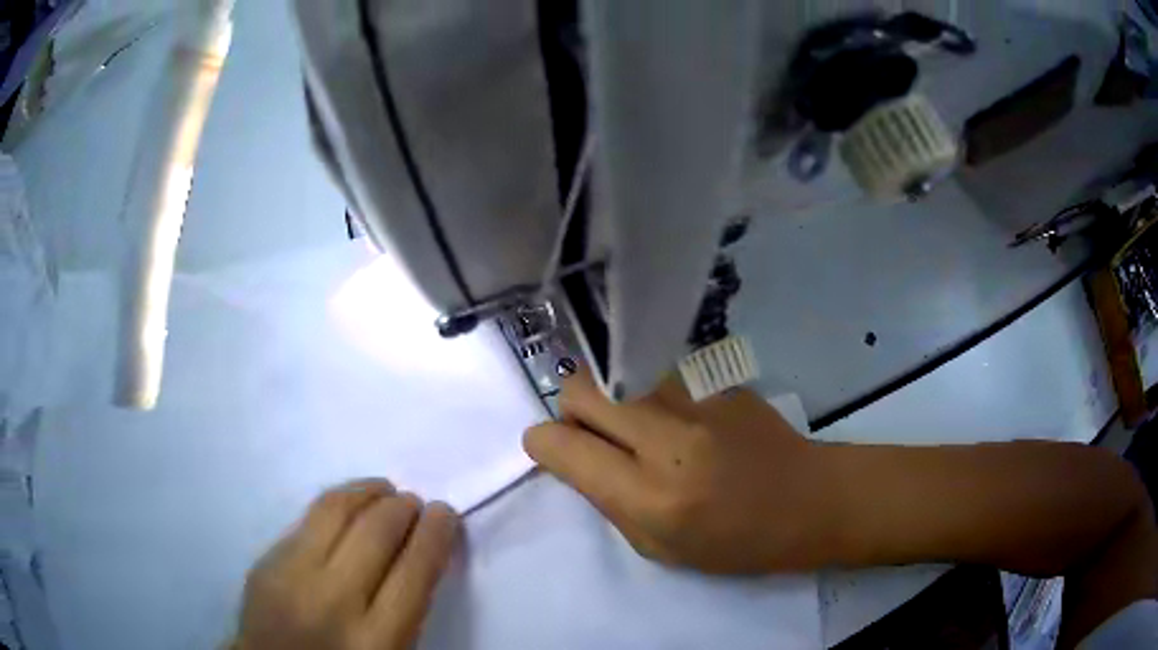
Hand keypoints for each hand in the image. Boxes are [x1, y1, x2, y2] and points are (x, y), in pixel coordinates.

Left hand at [234, 480, 459, 649]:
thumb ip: (405, 608)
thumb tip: (419, 549)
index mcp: (377, 641)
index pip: (415, 571)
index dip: (436, 534)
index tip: (445, 514)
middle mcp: (333, 603)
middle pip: (376, 533)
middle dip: (404, 507)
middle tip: (415, 503)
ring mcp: (291, 577)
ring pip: (335, 511)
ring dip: (368, 492)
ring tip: (383, 491)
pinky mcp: (265, 562)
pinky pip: (306, 520)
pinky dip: (336, 505)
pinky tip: (346, 507)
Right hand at [524, 370, 832, 573]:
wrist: (809, 500)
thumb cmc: (736, 542)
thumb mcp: (659, 548)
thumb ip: (607, 502)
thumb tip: (573, 460)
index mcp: (650, 495)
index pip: (563, 446)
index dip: (544, 445)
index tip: (552, 451)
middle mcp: (668, 438)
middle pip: (581, 390)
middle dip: (572, 412)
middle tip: (594, 436)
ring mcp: (697, 399)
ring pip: (618, 373)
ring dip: (614, 399)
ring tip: (642, 427)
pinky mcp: (719, 379)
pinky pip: (660, 375)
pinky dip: (655, 395)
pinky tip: (685, 420)